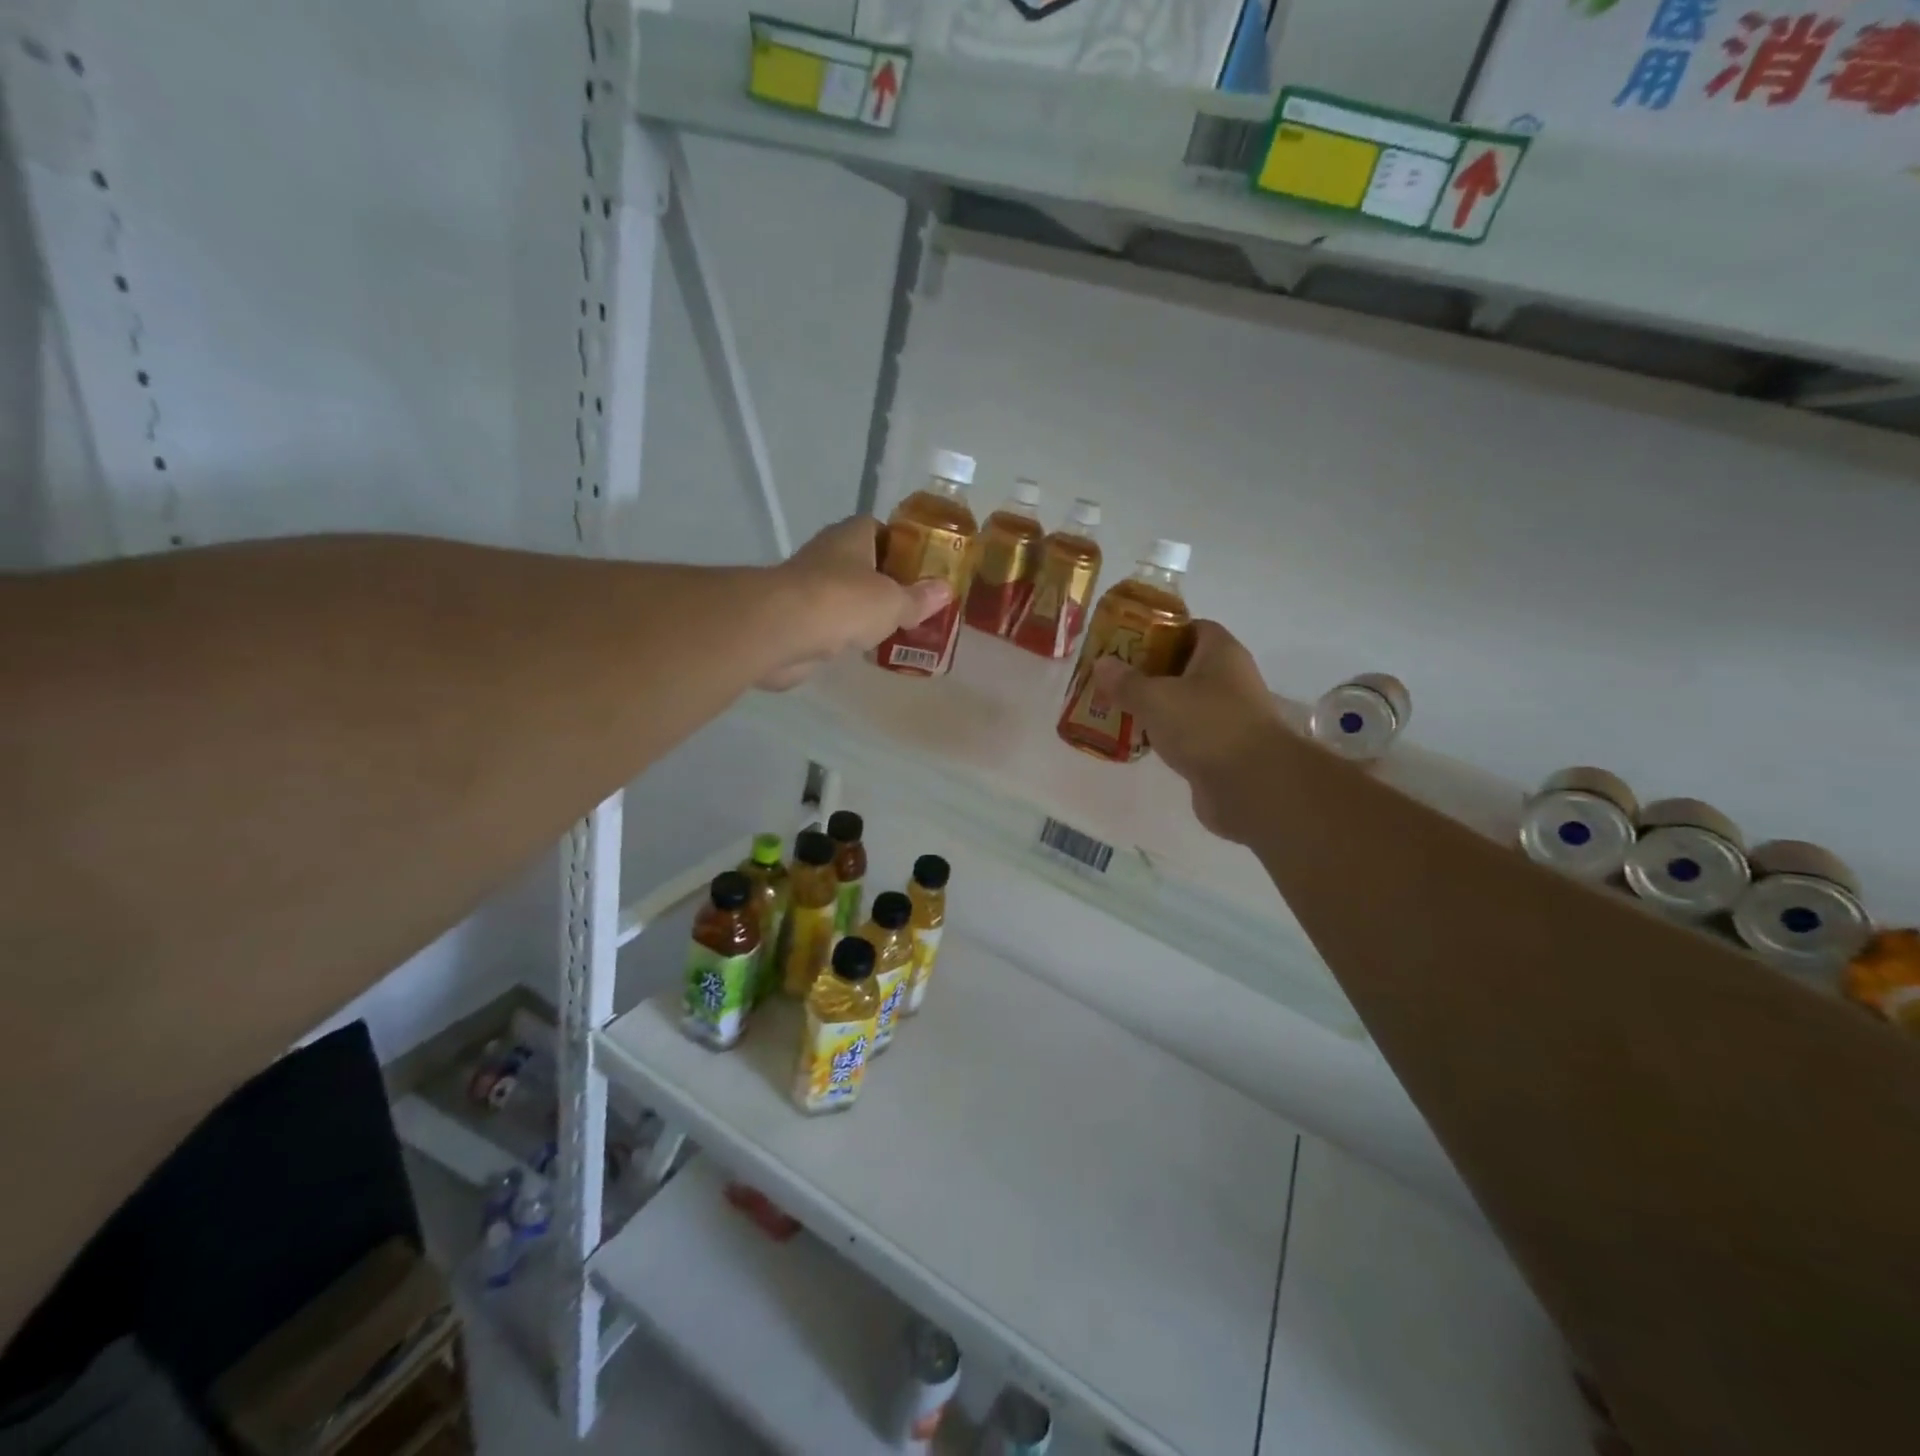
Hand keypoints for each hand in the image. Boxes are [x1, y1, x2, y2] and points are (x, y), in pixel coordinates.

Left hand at [757, 516, 949, 690]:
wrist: (783, 631)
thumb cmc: (845, 602)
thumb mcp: (894, 601)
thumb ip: (919, 598)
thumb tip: (945, 590)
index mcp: (851, 536)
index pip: (877, 528)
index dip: (899, 544)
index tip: (920, 566)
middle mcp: (826, 555)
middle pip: (861, 563)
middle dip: (884, 581)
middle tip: (913, 602)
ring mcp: (807, 587)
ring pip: (843, 594)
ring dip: (862, 609)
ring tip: (894, 628)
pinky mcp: (795, 619)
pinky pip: (828, 623)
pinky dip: (844, 633)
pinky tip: (863, 649)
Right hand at [1090, 620, 1284, 844]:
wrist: (1252, 786)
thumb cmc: (1206, 726)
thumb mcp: (1156, 698)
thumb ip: (1126, 681)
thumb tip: (1101, 663)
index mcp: (1221, 652)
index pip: (1190, 628)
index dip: (1158, 630)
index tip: (1125, 641)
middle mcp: (1229, 679)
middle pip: (1184, 665)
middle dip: (1148, 670)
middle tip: (1112, 676)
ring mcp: (1227, 716)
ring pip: (1183, 702)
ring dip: (1154, 705)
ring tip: (1116, 707)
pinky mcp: (1221, 749)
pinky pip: (1186, 733)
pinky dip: (1164, 735)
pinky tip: (1137, 740)